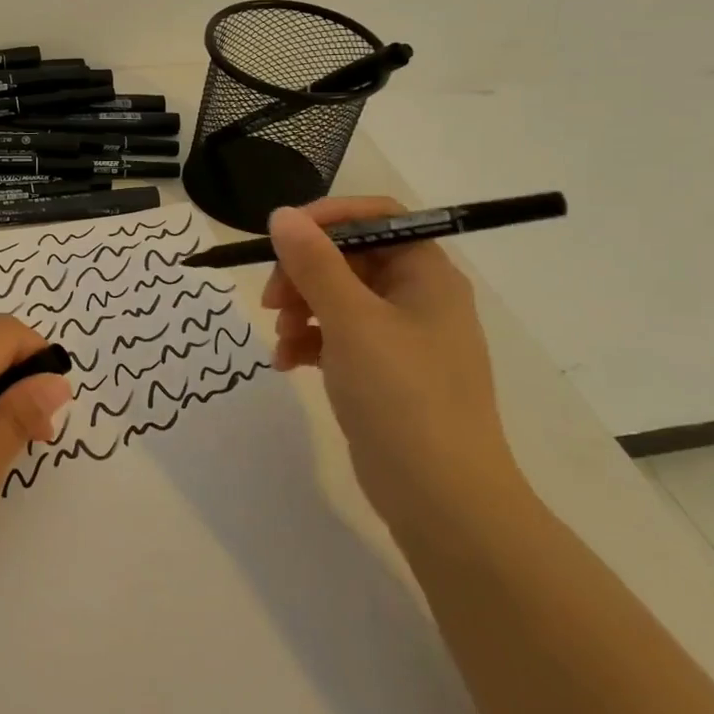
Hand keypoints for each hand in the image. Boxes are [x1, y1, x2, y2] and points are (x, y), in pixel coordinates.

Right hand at [262, 198, 523, 531]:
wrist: (441, 498)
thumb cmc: (402, 395)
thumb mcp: (351, 320)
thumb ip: (313, 263)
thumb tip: (282, 214)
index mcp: (426, 274)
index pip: (377, 218)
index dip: (327, 218)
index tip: (282, 237)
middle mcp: (417, 297)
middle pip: (349, 257)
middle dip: (303, 273)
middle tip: (271, 299)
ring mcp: (400, 338)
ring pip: (337, 298)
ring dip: (300, 309)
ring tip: (281, 339)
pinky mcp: (382, 372)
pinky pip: (337, 337)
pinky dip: (309, 342)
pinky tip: (287, 363)